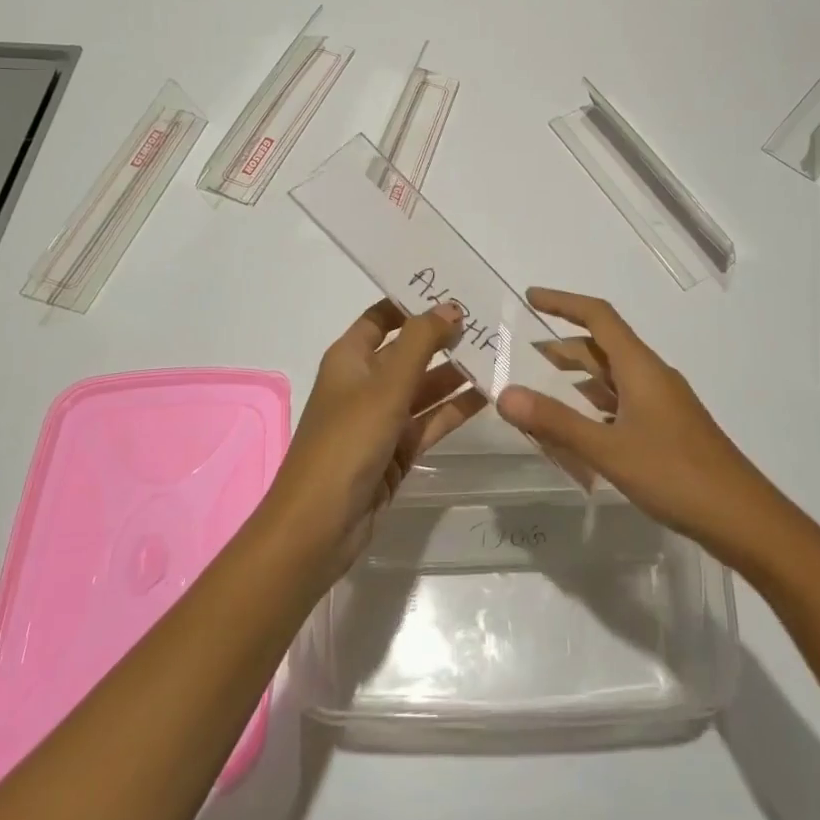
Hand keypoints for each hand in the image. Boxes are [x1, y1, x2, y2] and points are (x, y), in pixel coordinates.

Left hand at [267, 299, 484, 578]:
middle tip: (491, 324)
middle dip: (444, 338)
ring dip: (456, 373)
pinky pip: (430, 420)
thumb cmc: (346, 442)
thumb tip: (450, 307)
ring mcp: (381, 418)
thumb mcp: (385, 384)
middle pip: (408, 351)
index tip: (455, 292)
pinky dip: (455, 408)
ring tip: (500, 355)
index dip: (414, 303)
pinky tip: (489, 395)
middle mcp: (365, 383)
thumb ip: (421, 342)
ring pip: (424, 387)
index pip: (382, 317)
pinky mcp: (397, 450)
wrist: (319, 527)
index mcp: (350, 358)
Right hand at [497, 288, 782, 561]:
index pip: (598, 316)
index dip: (563, 302)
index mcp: (640, 367)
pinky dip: (595, 405)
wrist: (744, 519)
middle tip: (523, 354)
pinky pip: (623, 403)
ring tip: (542, 390)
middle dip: (563, 346)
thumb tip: (504, 394)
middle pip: (604, 346)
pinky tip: (581, 428)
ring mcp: (663, 404)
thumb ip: (556, 422)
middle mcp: (652, 376)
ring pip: (613, 377)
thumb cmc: (676, 475)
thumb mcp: (609, 450)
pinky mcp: (668, 429)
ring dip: (578, 377)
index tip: (530, 297)